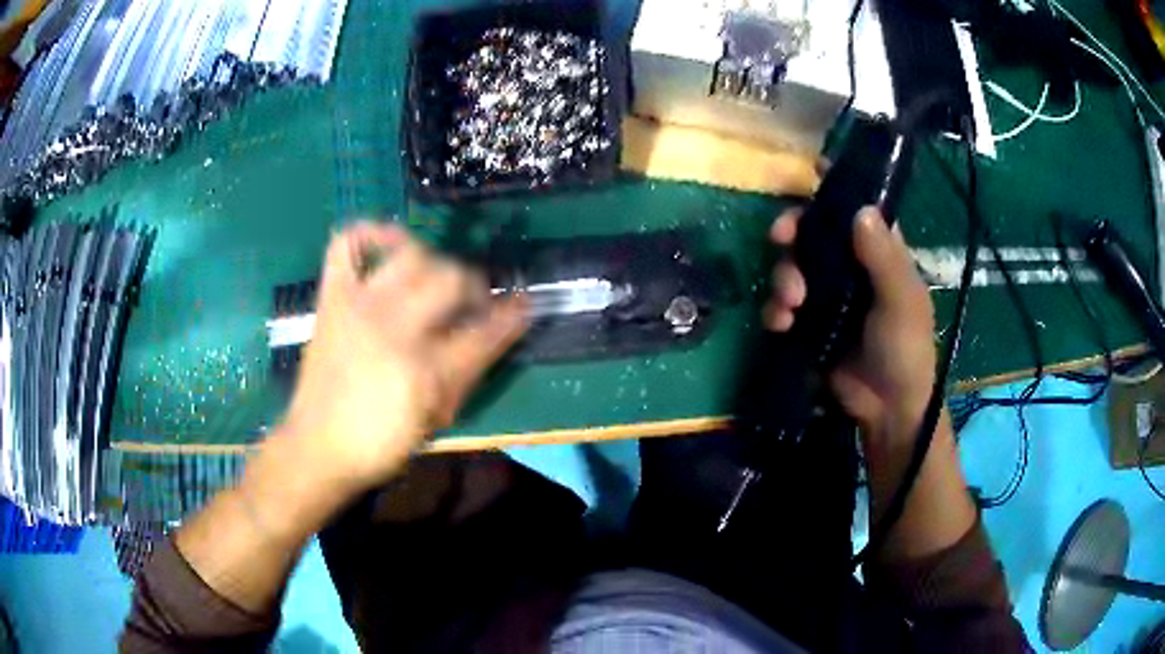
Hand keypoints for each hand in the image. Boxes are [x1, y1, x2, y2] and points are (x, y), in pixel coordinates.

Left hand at [278, 222, 527, 493]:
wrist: (318, 445)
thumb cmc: (381, 442)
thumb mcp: (437, 420)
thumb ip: (470, 374)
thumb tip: (494, 336)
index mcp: (426, 370)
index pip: (485, 328)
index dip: (513, 314)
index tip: (523, 304)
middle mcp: (394, 328)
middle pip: (452, 277)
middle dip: (474, 287)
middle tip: (473, 303)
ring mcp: (359, 306)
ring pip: (412, 255)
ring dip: (434, 261)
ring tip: (433, 279)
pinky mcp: (333, 298)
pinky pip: (346, 244)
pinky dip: (369, 234)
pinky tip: (387, 245)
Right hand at [765, 207, 935, 447]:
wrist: (886, 409)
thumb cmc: (905, 349)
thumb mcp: (902, 302)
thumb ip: (884, 258)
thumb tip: (860, 209)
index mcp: (879, 251)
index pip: (856, 207)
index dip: (834, 190)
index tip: (810, 175)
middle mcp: (850, 265)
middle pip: (813, 231)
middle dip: (793, 232)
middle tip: (781, 237)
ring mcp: (826, 293)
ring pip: (793, 265)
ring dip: (783, 277)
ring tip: (791, 303)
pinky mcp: (807, 322)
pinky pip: (782, 303)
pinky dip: (776, 309)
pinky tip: (781, 324)